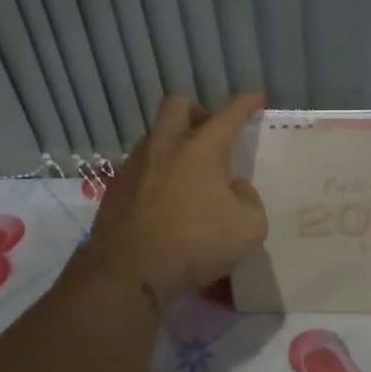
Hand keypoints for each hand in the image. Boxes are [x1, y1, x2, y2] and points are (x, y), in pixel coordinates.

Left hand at [87, 93, 268, 295]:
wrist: (128, 272)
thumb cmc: (195, 244)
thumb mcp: (248, 228)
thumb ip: (249, 201)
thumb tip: (235, 188)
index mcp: (202, 149)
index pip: (229, 114)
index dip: (246, 104)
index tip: (256, 99)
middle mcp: (166, 146)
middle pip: (177, 106)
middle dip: (197, 112)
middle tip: (210, 134)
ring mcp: (135, 165)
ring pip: (155, 137)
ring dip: (172, 144)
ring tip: (186, 172)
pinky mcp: (115, 188)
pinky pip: (139, 168)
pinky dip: (154, 174)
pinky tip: (162, 199)